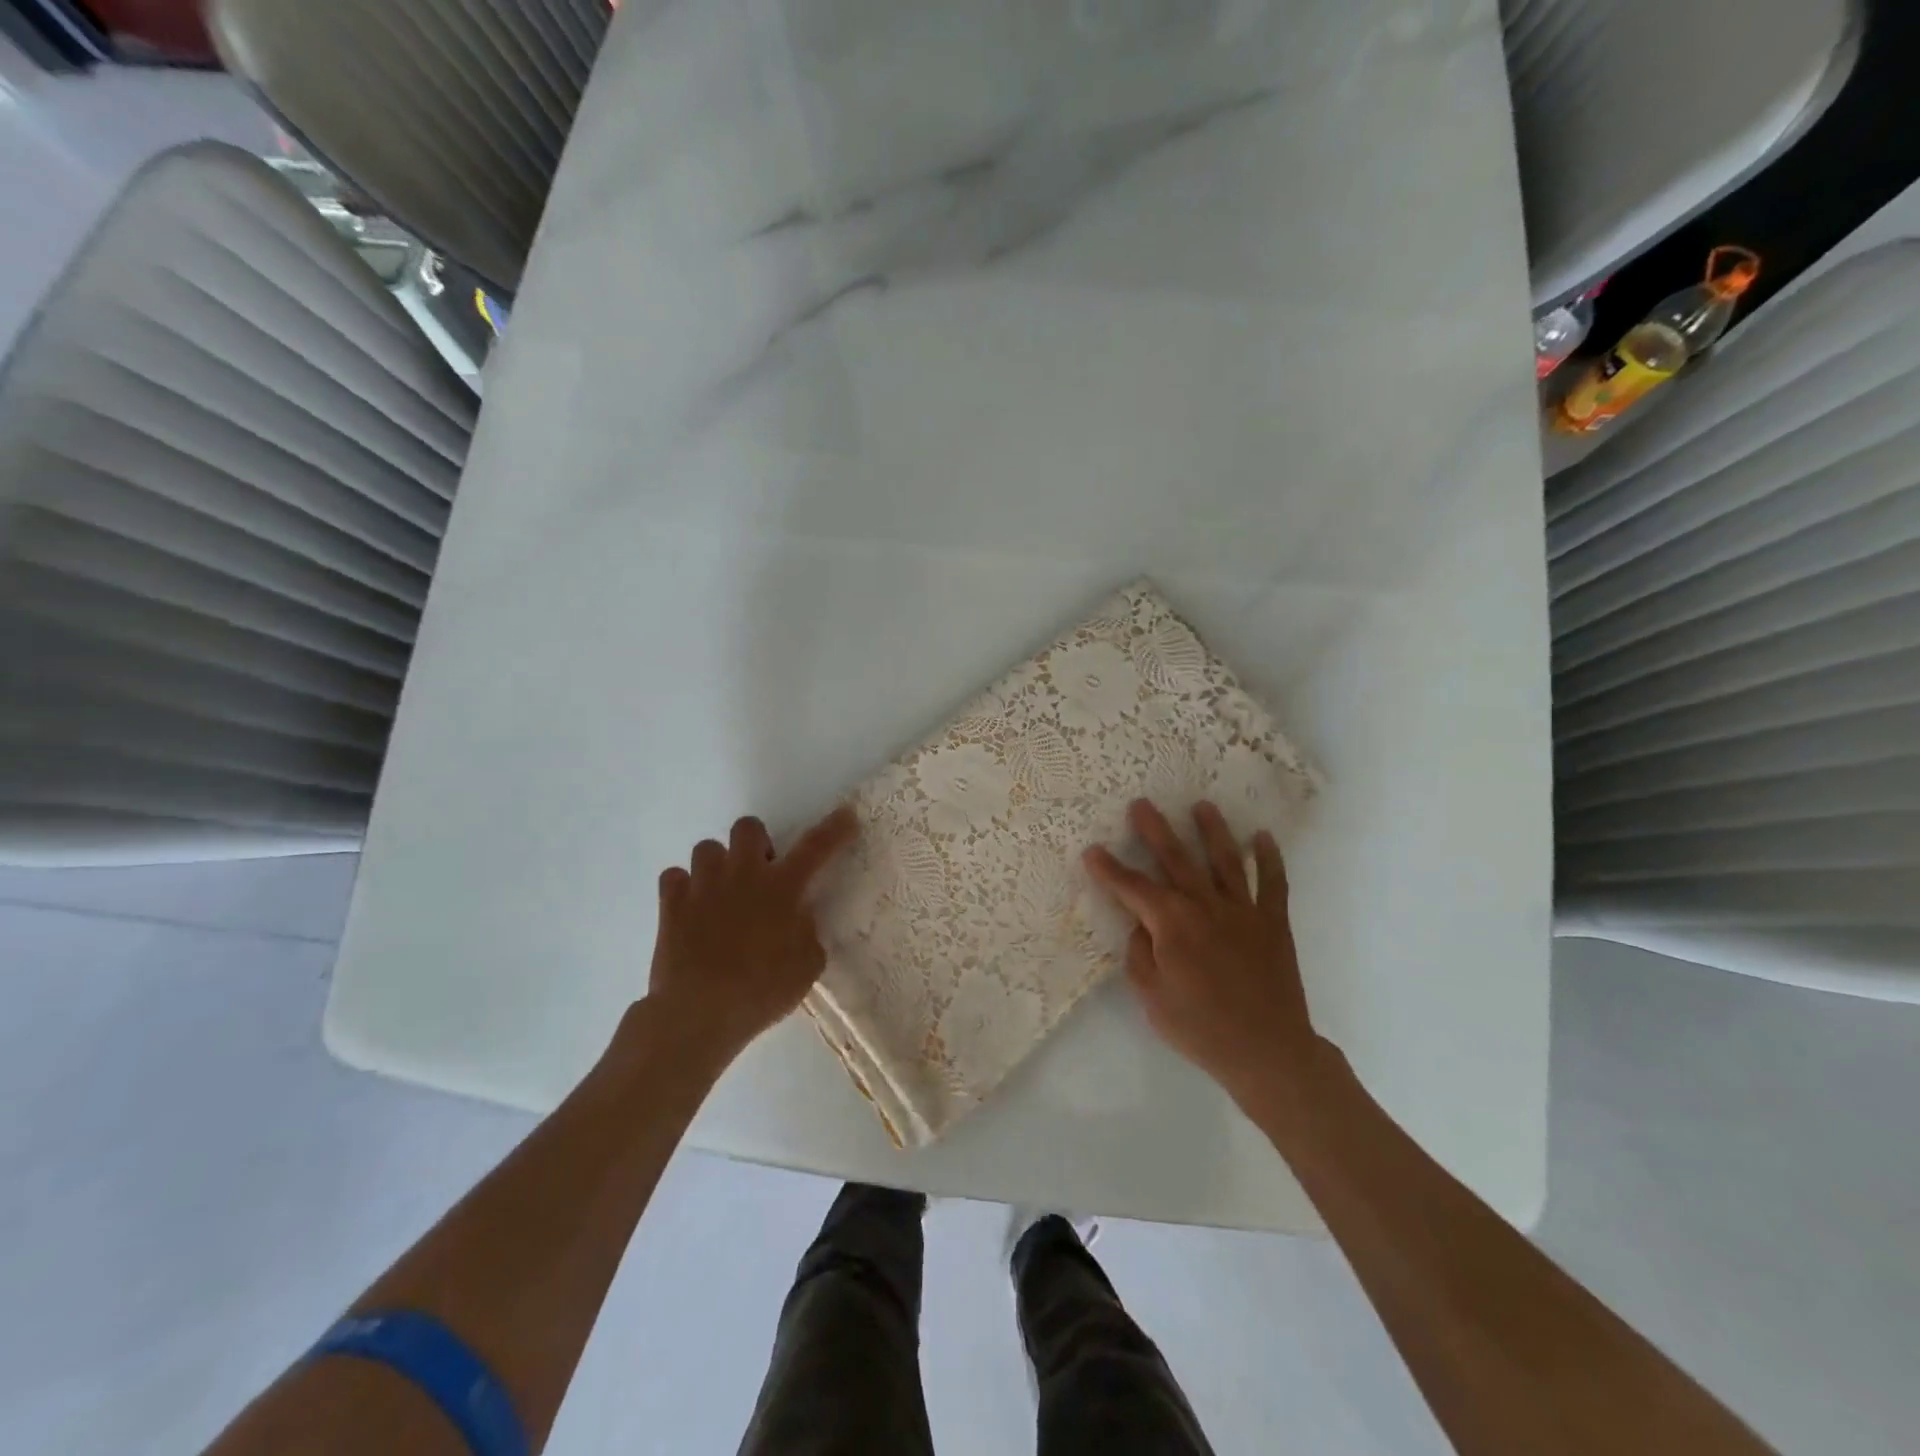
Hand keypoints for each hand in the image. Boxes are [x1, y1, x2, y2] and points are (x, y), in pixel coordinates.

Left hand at [646, 807, 858, 1068]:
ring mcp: (703, 886)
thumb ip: (807, 933)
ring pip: (707, 847)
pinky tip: (690, 907)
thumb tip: (799, 919)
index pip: (816, 847)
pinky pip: (674, 877)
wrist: (700, 1012)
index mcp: (783, 888)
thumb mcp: (807, 966)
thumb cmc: (762, 991)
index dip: (834, 829)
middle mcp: (743, 875)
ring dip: (718, 865)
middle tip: (760, 870)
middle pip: (748, 827)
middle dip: (756, 842)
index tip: (845, 816)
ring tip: (721, 891)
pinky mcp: (671, 904)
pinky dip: (683, 887)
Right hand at [1084, 799, 1318, 1107]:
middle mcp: (1205, 905)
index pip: (1132, 888)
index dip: (1109, 869)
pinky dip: (1269, 859)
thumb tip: (1141, 925)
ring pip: (1225, 860)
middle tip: (1141, 804)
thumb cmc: (1200, 1027)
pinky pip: (1273, 883)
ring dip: (1212, 830)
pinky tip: (1262, 837)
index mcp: (1172, 923)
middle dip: (1155, 830)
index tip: (1092, 850)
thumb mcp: (1152, 996)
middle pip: (1176, 859)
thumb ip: (1140, 954)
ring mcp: (1243, 910)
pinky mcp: (1273, 922)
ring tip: (1202, 805)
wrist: (1268, 1051)